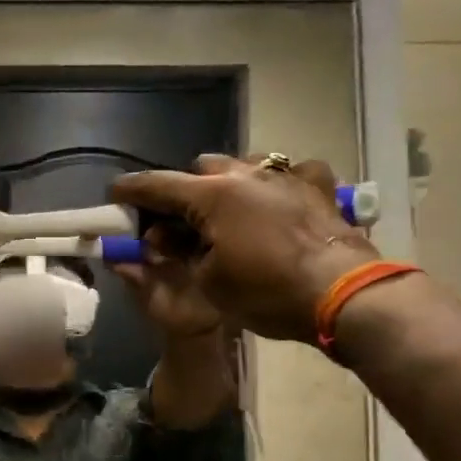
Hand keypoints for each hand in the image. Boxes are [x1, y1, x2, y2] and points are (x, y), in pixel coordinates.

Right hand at [110, 154, 378, 342]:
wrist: (345, 295)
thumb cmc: (268, 292)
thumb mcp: (209, 283)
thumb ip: (178, 255)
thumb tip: (158, 240)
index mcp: (212, 194)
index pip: (157, 185)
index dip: (131, 191)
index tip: (115, 194)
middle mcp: (246, 172)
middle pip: (200, 169)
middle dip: (185, 191)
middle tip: (182, 223)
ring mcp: (286, 174)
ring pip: (244, 165)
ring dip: (229, 184)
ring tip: (230, 213)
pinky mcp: (317, 185)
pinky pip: (290, 173)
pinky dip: (277, 185)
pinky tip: (280, 202)